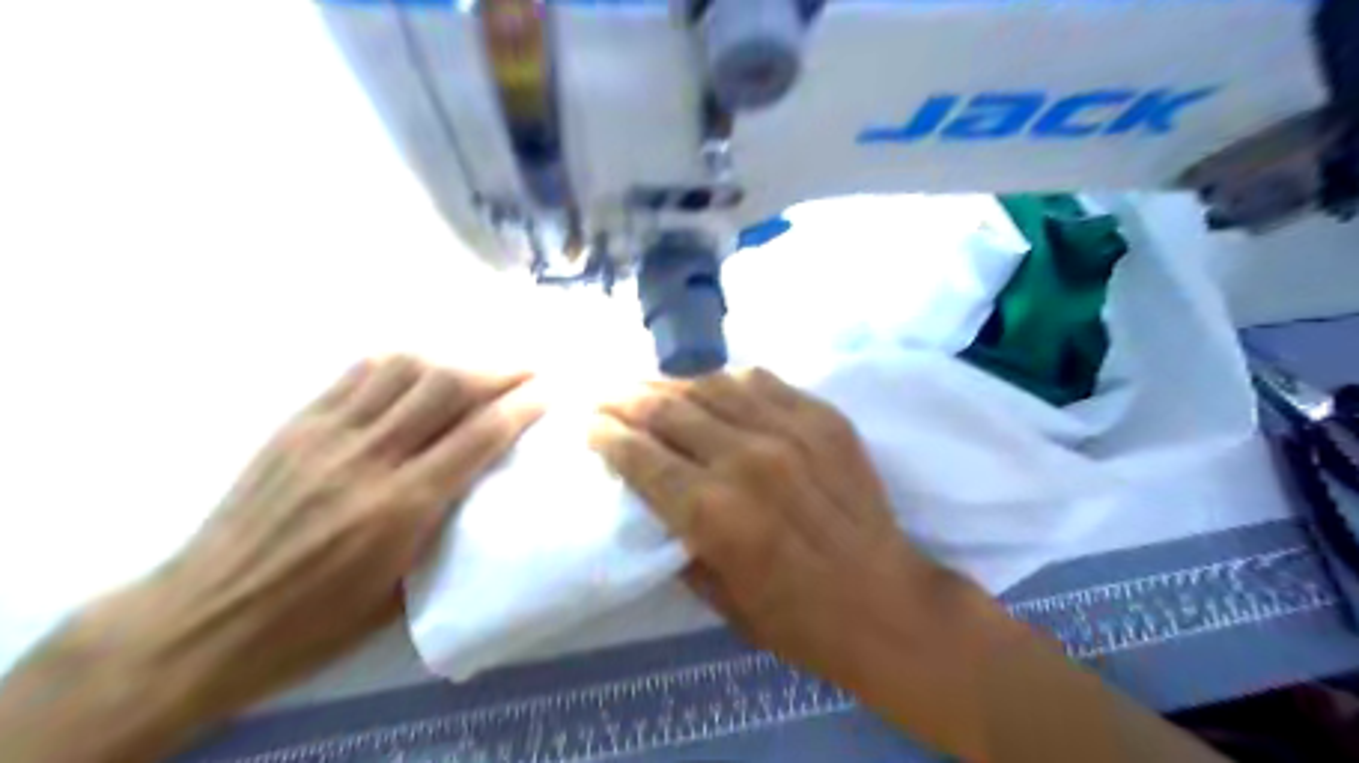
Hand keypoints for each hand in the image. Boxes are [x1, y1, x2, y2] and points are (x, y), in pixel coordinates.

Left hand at [120, 356, 536, 720]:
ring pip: (405, 368)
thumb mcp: (400, 589)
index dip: (522, 406)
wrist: (205, 619)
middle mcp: (368, 457)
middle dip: (499, 370)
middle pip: (447, 387)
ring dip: (454, 360)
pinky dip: (402, 362)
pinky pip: (359, 373)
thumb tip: (479, 479)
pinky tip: (421, 369)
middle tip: (529, 369)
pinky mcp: (298, 424)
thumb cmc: (314, 621)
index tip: (549, 392)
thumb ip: (444, 524)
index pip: (478, 434)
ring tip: (481, 367)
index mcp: (400, 507)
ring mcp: (328, 433)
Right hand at [590, 370, 983, 696]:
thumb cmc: (796, 619)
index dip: (606, 435)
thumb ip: (677, 539)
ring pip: (711, 385)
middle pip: (668, 410)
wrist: (885, 603)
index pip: (640, 456)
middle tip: (603, 393)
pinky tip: (712, 387)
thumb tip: (649, 496)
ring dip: (671, 383)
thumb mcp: (718, 598)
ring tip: (650, 386)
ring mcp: (789, 431)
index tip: (587, 423)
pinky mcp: (822, 418)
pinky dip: (727, 381)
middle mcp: (745, 459)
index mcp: (713, 512)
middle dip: (625, 398)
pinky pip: (761, 381)